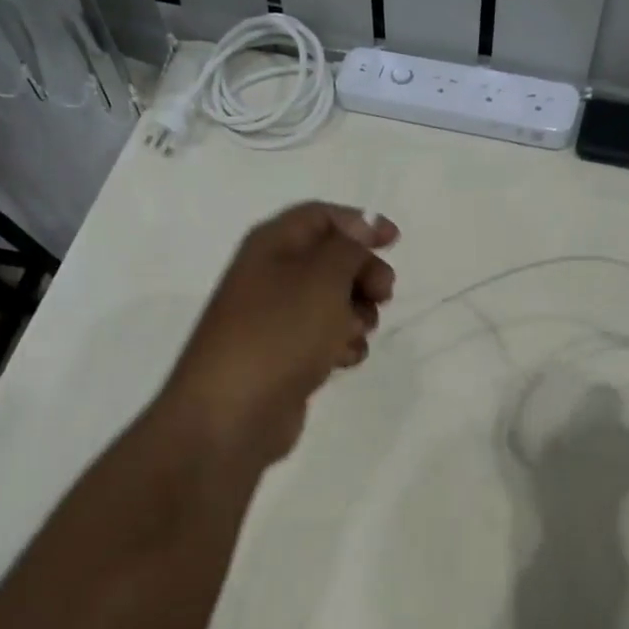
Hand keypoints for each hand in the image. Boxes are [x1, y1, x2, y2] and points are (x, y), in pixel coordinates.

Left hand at [164, 202, 397, 465]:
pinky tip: (341, 361)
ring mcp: (276, 319)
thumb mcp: (322, 277)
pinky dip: (341, 346)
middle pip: (331, 260)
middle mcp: (271, 276)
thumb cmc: (279, 332)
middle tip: (384, 295)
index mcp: (272, 245)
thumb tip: (361, 230)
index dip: (360, 222)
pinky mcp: (285, 356)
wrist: (233, 412)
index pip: (320, 216)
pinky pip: (324, 339)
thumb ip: (349, 247)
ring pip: (333, 302)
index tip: (395, 242)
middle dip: (363, 274)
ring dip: (357, 314)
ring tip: (354, 333)